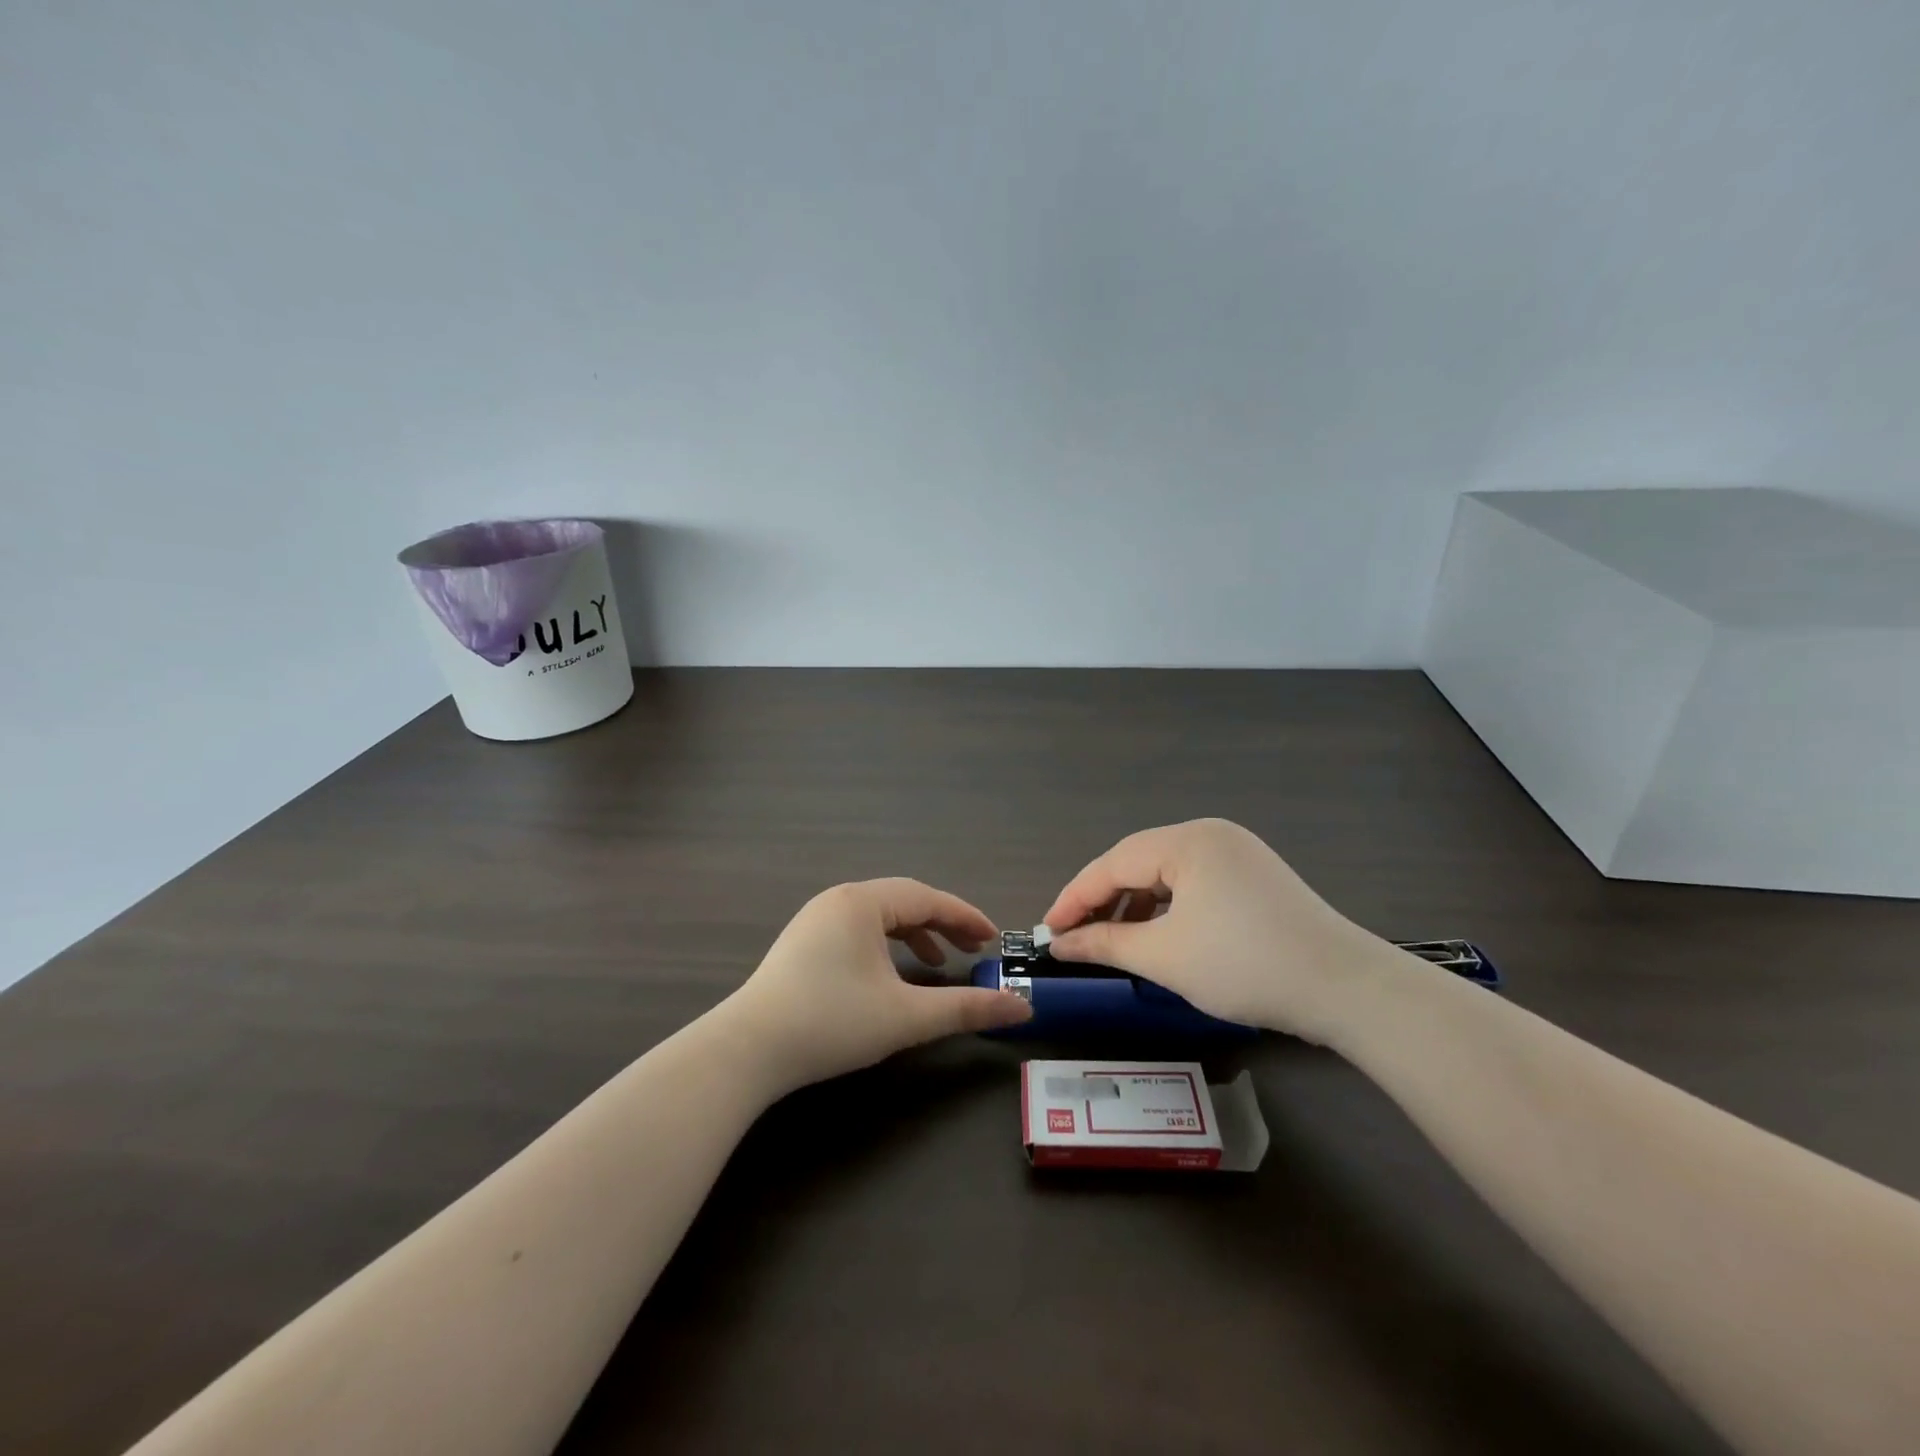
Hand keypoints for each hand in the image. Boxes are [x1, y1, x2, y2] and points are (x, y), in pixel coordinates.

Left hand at [725, 879, 1031, 1090]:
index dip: (966, 916)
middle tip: (975, 948)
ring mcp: (815, 920)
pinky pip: (857, 931)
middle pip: (904, 902)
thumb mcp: (906, 1016)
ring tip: (939, 964)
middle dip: (943, 924)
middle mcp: (838, 900)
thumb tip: (1021, 1007)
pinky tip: (891, 976)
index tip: (994, 938)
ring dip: (915, 935)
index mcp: (862, 902)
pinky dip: (885, 947)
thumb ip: (966, 1008)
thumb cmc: (832, 1022)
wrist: (747, 1051)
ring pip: (879, 916)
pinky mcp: (802, 944)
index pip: (927, 898)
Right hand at [1041, 818, 1394, 1043]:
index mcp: (1187, 840)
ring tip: (1112, 941)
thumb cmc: (1245, 965)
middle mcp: (1210, 834)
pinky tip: (1158, 936)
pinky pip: (1194, 884)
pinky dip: (1167, 909)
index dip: (1074, 898)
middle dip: (1103, 901)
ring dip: (1134, 906)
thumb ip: (1105, 944)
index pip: (1112, 864)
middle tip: (1074, 937)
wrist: (1347, 990)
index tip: (1047, 932)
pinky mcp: (1254, 877)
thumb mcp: (1165, 957)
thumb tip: (1060, 944)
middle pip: (1137, 863)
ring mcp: (1237, 853)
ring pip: (1166, 874)